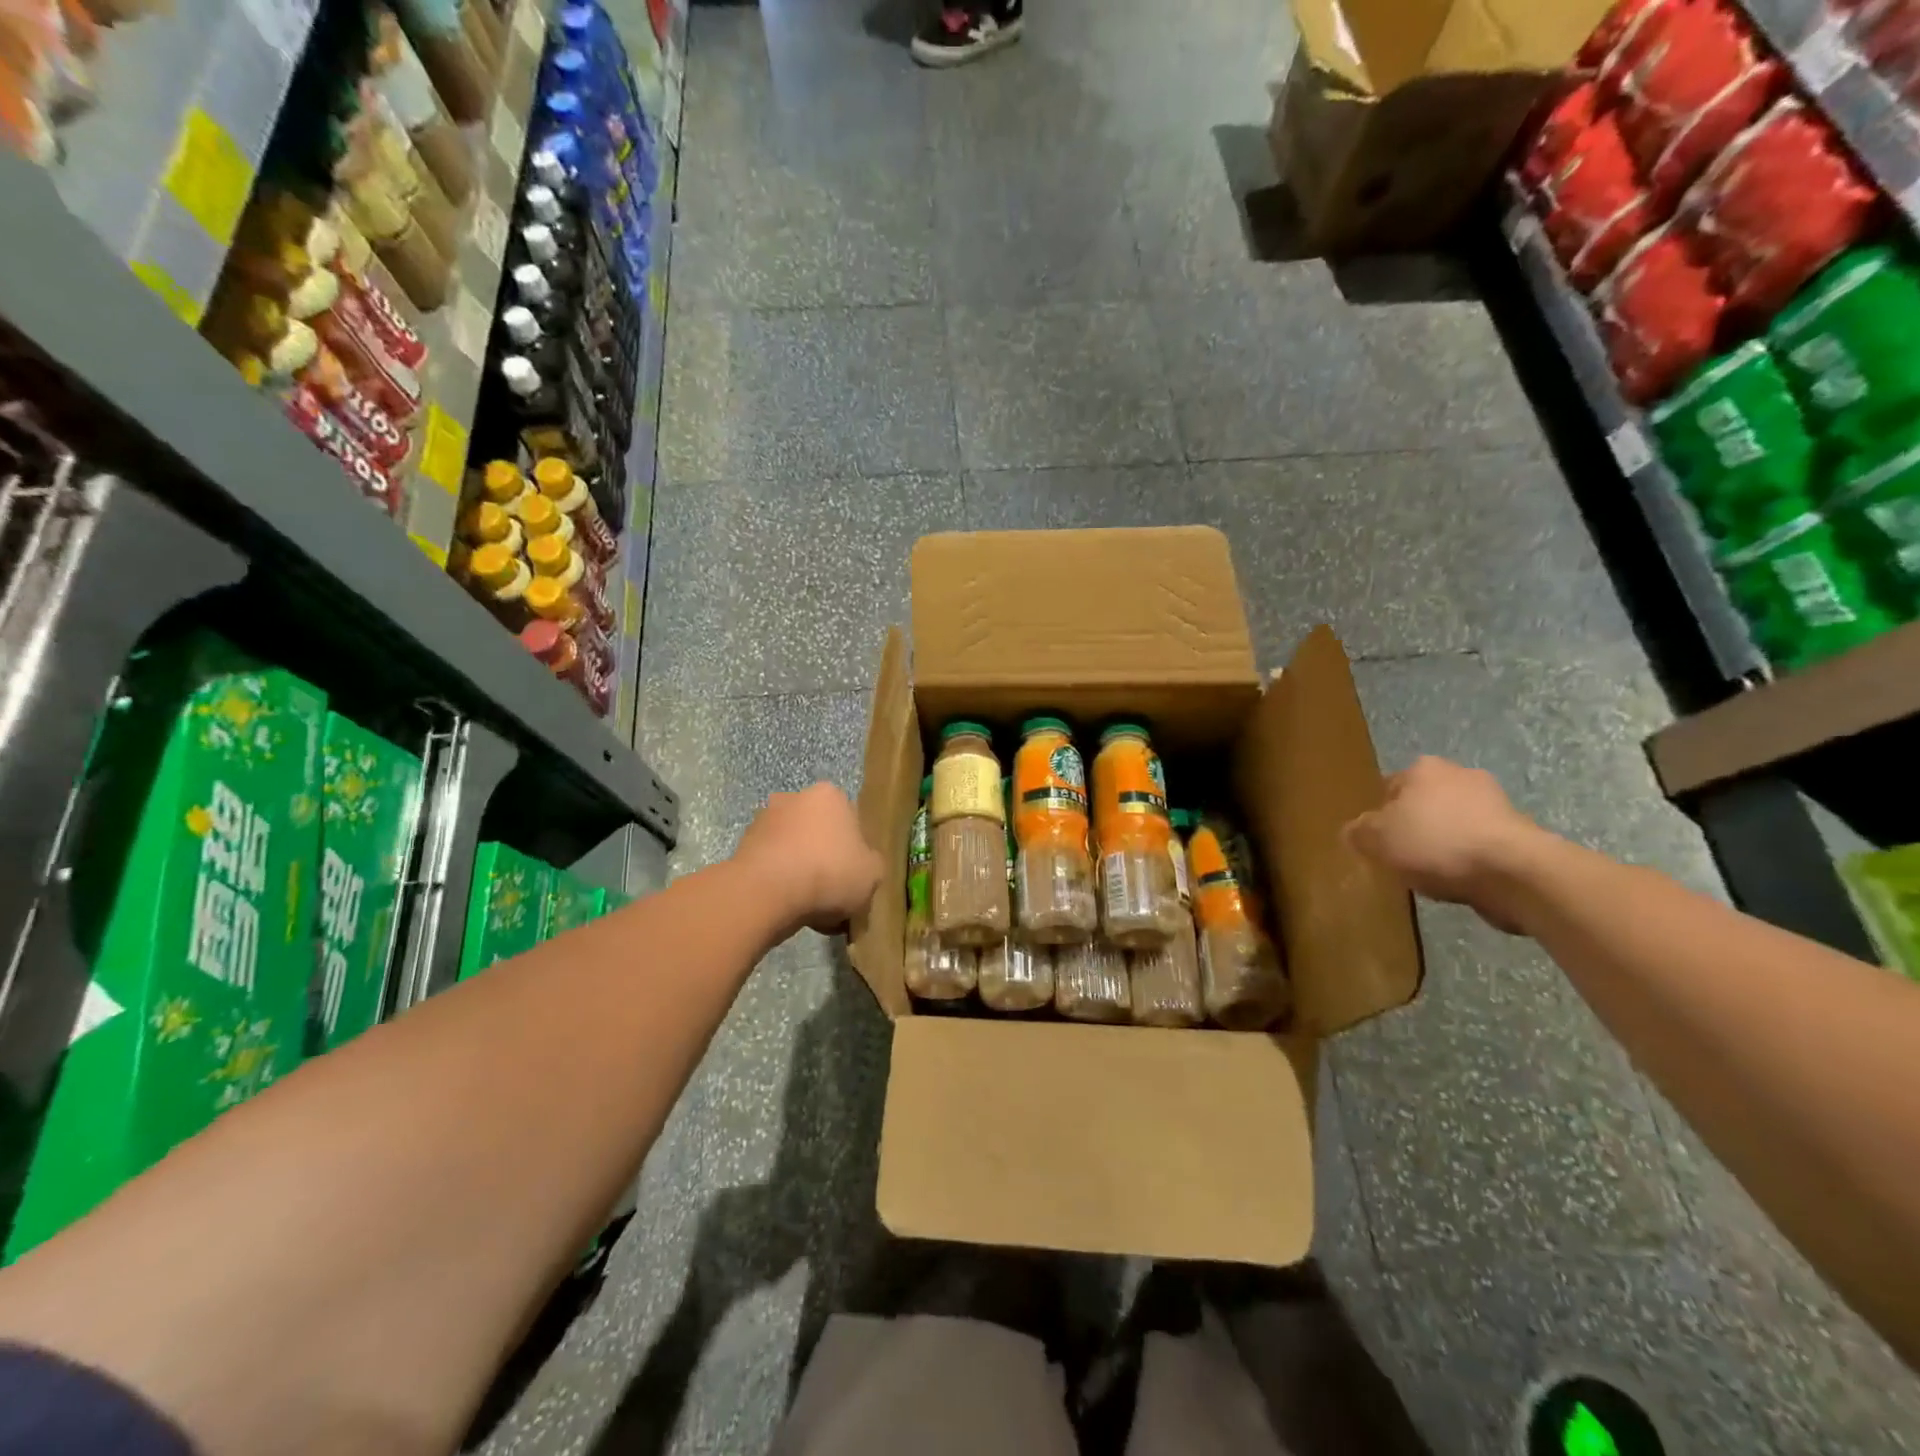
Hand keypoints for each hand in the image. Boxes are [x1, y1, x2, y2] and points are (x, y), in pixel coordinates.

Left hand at [733, 783, 883, 935]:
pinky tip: (787, 908)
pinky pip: (771, 866)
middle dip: (825, 858)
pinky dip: (779, 882)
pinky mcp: (742, 846)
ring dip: (800, 871)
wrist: (767, 893)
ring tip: (809, 908)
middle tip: (833, 892)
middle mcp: (794, 798)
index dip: (856, 851)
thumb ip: (871, 865)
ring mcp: (763, 820)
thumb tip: (862, 867)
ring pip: (793, 849)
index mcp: (830, 795)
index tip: (855, 877)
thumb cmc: (830, 873)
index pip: (851, 821)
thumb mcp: (872, 874)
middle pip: (819, 832)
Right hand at [1342, 756, 1545, 932]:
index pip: (1389, 788)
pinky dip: (1469, 858)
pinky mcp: (1520, 832)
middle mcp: (1460, 775)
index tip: (1377, 842)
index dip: (1379, 815)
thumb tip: (1353, 831)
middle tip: (1401, 856)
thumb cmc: (1436, 844)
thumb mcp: (1376, 840)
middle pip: (1423, 803)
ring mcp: (1496, 802)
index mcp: (1423, 769)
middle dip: (1414, 825)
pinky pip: (1480, 843)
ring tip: (1432, 873)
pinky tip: (1460, 879)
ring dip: (1444, 842)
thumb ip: (1358, 832)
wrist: (1515, 872)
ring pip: (1454, 822)